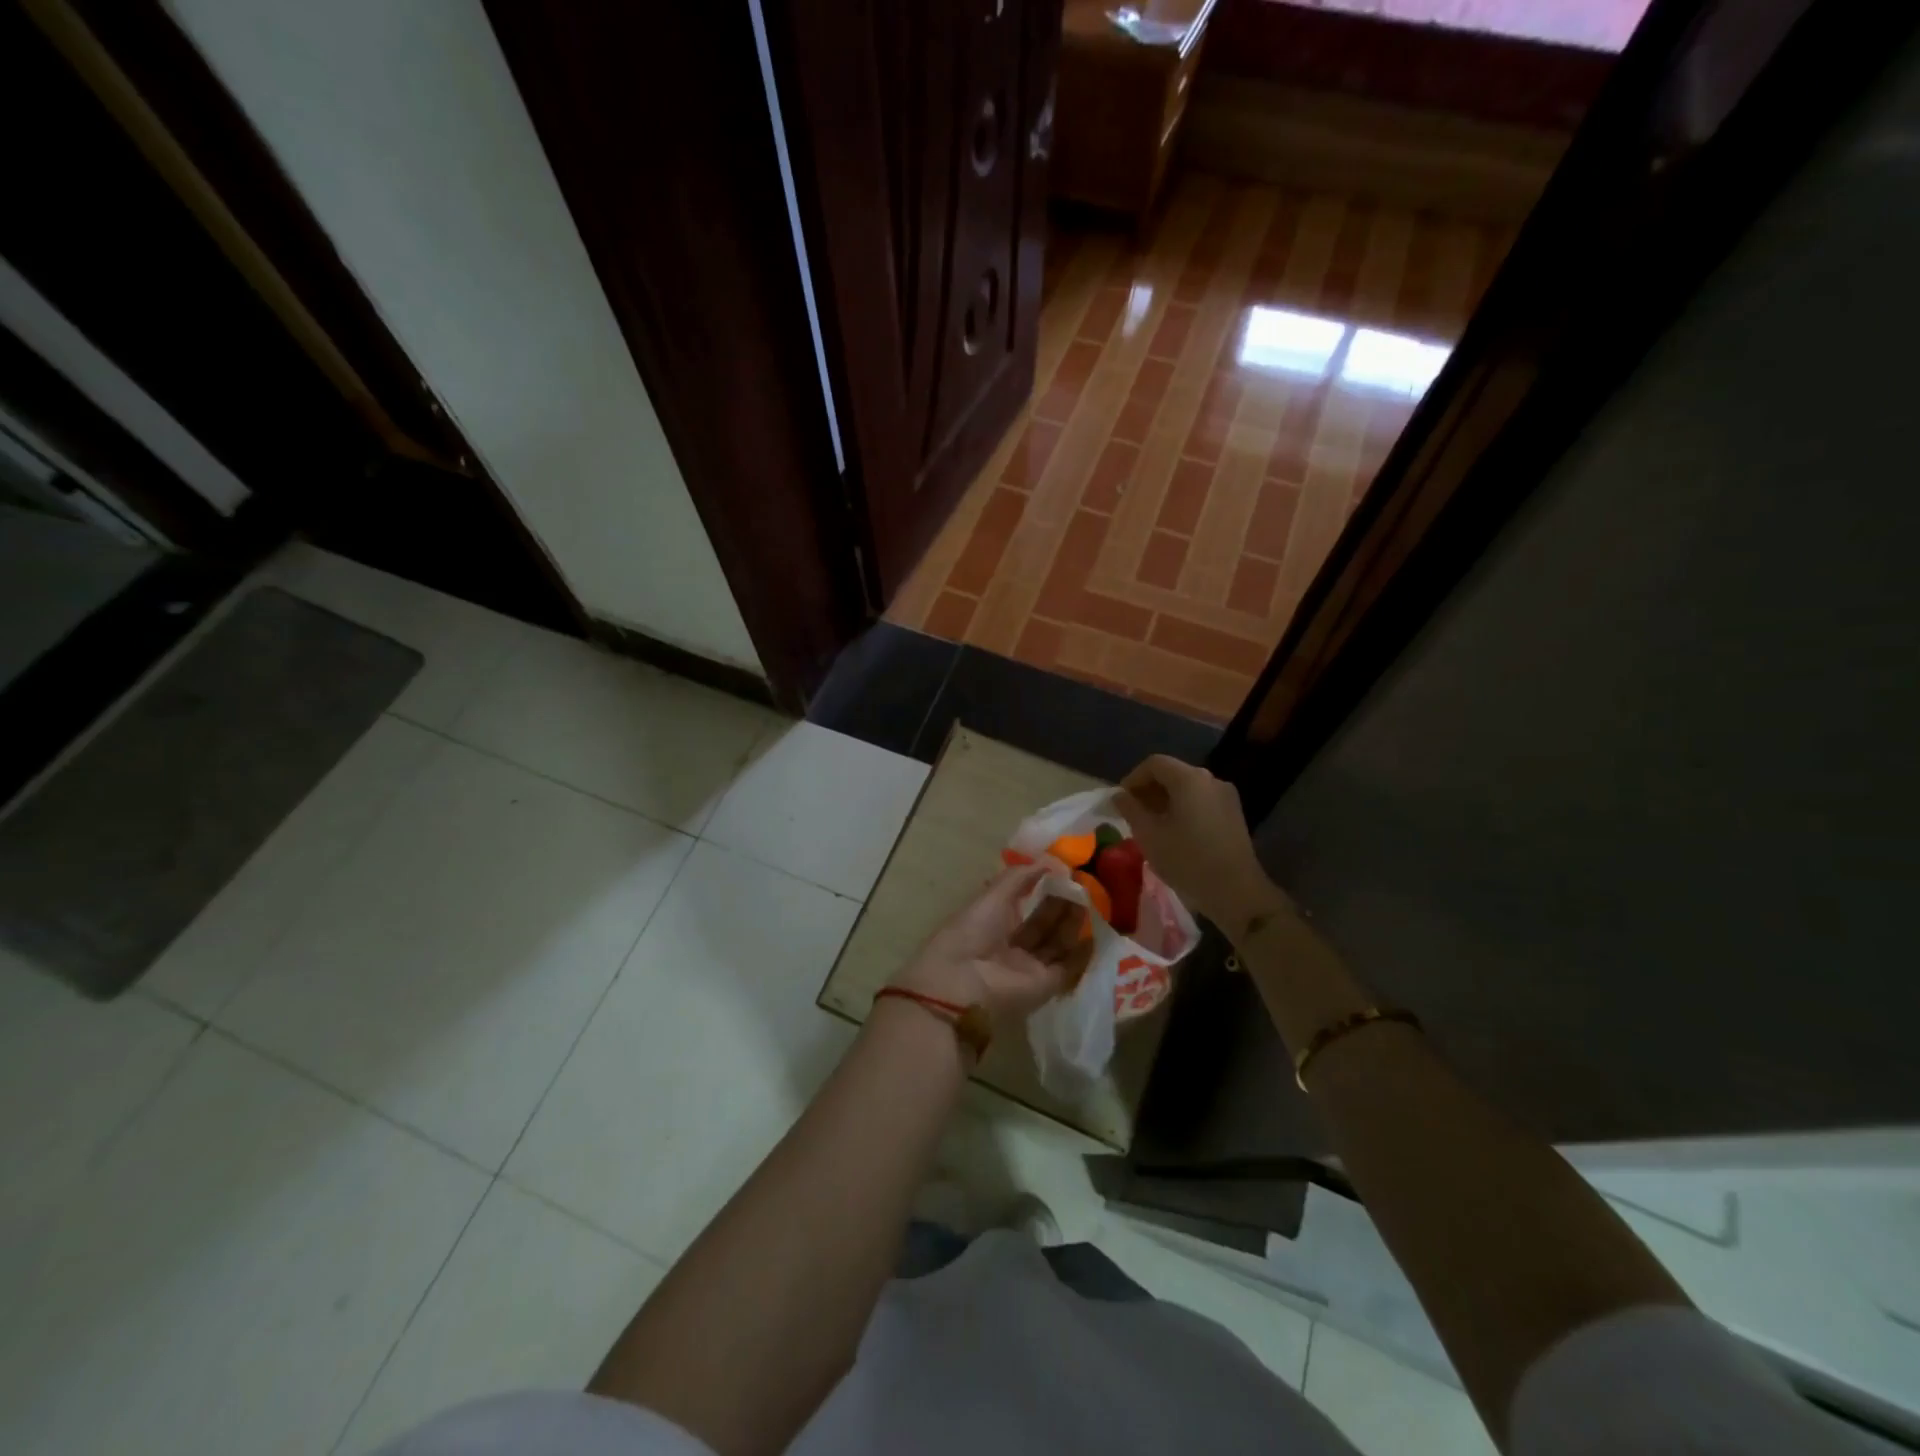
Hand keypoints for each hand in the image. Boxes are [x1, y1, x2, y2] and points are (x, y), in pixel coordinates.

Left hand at [889, 866, 1091, 1024]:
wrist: (965, 979)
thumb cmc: (974, 929)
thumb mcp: (994, 894)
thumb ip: (1021, 876)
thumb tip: (1050, 861)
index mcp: (994, 921)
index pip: (1023, 902)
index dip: (1043, 888)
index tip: (1065, 873)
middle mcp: (1013, 944)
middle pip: (1043, 923)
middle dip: (1062, 905)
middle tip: (1083, 885)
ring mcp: (1030, 965)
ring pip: (1058, 942)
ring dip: (1073, 923)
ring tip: (1091, 900)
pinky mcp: (1046, 984)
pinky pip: (1069, 966)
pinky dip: (1082, 952)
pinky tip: (1097, 932)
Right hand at [1115, 755, 1283, 933]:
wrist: (1236, 892)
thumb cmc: (1187, 860)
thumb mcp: (1149, 835)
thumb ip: (1130, 809)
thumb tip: (1119, 795)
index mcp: (1189, 779)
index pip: (1154, 763)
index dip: (1133, 778)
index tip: (1120, 801)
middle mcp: (1211, 779)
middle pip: (1173, 773)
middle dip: (1149, 789)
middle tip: (1132, 813)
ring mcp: (1226, 796)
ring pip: (1188, 788)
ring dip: (1165, 800)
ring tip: (1151, 825)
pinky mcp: (1234, 814)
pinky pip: (1202, 801)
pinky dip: (1183, 808)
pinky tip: (1175, 832)